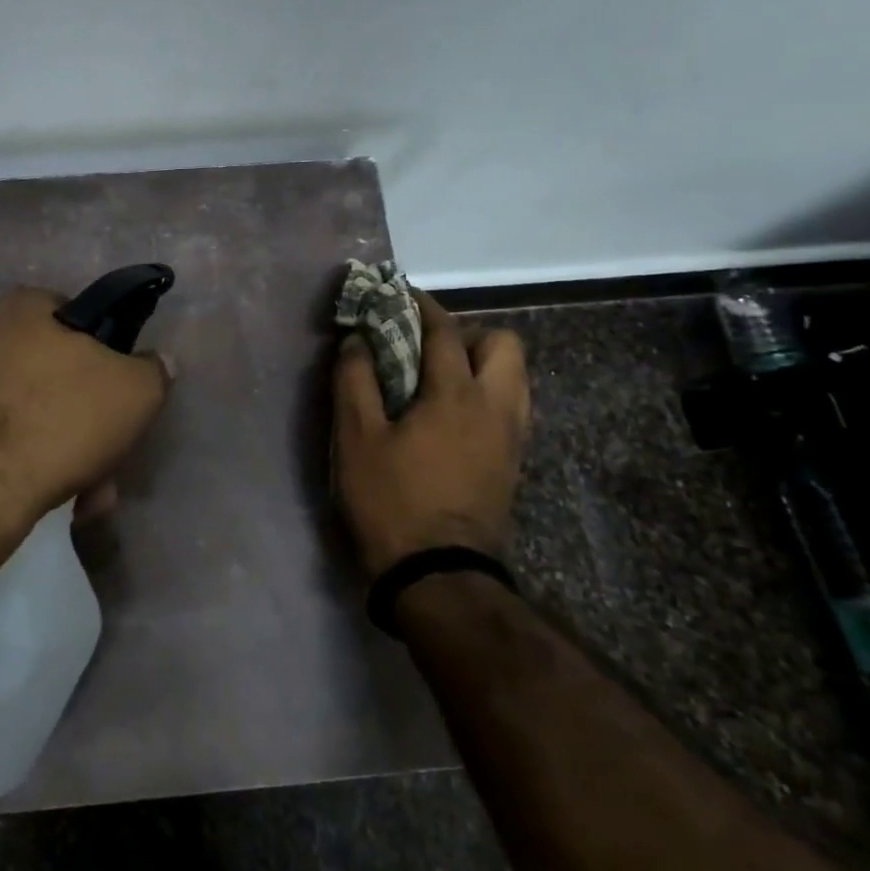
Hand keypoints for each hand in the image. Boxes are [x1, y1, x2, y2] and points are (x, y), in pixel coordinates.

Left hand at [0, 287, 171, 529]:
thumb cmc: (59, 420)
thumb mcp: (135, 391)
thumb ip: (153, 369)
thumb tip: (157, 361)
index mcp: (22, 306)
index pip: (76, 319)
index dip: (104, 357)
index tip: (116, 397)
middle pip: (52, 372)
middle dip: (84, 418)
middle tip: (104, 458)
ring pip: (27, 410)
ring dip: (60, 448)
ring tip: (82, 494)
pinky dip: (23, 460)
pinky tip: (45, 496)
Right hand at [333, 290, 530, 575]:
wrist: (438, 576)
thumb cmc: (391, 500)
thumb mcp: (356, 438)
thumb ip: (355, 381)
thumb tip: (355, 342)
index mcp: (457, 395)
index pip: (445, 332)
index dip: (421, 306)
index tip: (400, 294)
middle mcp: (496, 408)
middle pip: (504, 345)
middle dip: (467, 333)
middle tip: (426, 348)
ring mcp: (512, 438)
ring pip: (514, 377)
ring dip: (482, 364)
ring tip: (440, 379)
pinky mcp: (513, 464)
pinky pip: (511, 407)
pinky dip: (487, 395)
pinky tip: (453, 416)